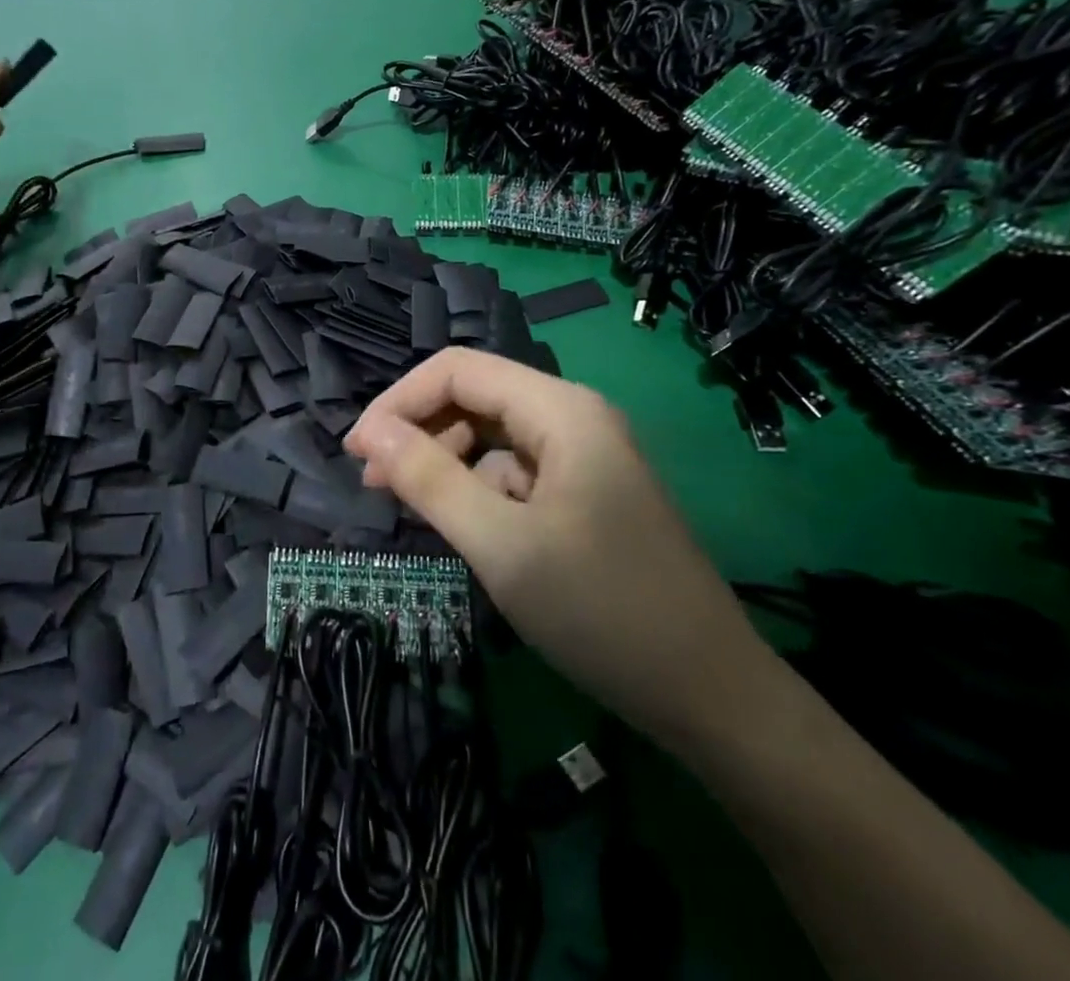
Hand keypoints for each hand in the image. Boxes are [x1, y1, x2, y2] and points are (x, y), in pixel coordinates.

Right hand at [345, 348, 771, 746]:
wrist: (713, 699)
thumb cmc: (601, 611)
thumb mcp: (500, 545)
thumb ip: (430, 480)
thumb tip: (370, 433)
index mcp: (561, 410)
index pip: (458, 370)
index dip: (399, 401)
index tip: (357, 453)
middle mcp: (574, 417)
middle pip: (475, 399)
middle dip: (420, 432)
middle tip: (375, 484)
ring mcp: (584, 457)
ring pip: (492, 438)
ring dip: (446, 463)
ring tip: (412, 507)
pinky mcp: (586, 494)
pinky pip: (516, 473)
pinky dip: (479, 490)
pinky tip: (465, 529)